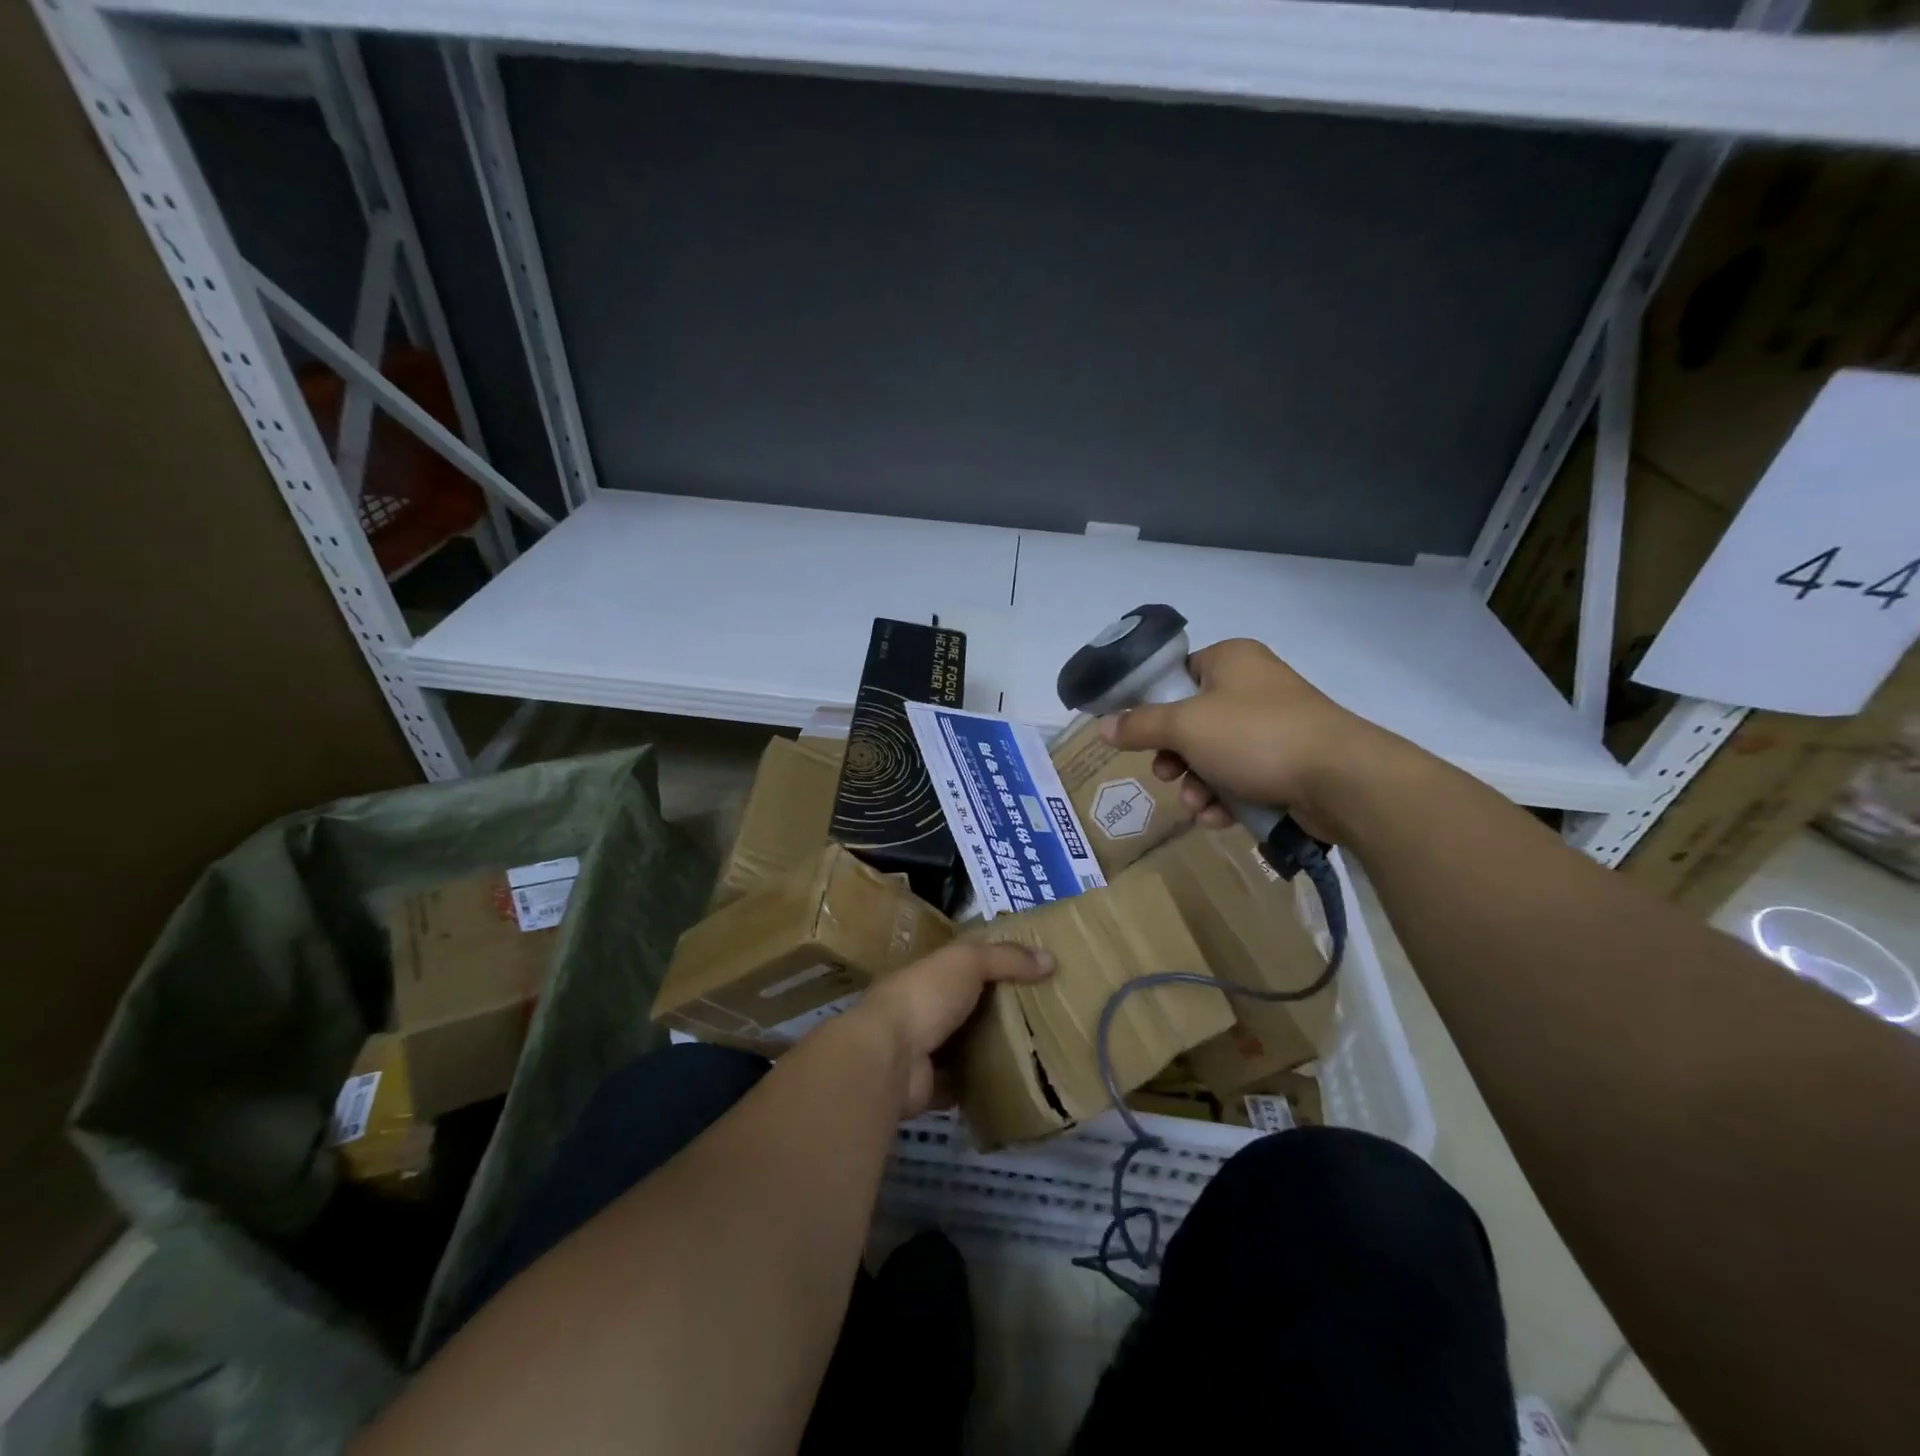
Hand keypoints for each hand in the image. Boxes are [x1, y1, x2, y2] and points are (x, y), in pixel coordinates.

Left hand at [839, 942, 1053, 1117]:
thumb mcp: (967, 962)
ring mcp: (923, 1050)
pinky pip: (962, 1085)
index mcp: (928, 973)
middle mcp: (923, 1009)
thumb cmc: (925, 996)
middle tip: (1044, 1015)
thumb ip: (1006, 958)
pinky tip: (1013, 1085)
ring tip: (1036, 1051)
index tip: (1032, 971)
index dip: (994, 964)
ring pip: (964, 1046)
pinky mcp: (929, 1087)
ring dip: (990, 1049)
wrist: (889, 1057)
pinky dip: (982, 1086)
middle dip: (998, 1010)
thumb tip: (1050, 959)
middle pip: (967, 1006)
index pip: (963, 964)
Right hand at [1101, 638, 1395, 840]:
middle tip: (1167, 775)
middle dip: (1174, 757)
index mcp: (1230, 660)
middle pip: (1191, 720)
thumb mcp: (1185, 727)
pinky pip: (1241, 776)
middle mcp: (1252, 686)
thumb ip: (1141, 725)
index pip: (1177, 674)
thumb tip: (1104, 725)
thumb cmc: (1256, 736)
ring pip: (1214, 754)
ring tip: (1198, 805)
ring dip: (1197, 784)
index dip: (1153, 704)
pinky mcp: (1288, 761)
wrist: (1341, 779)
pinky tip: (1220, 818)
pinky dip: (1225, 797)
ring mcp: (1273, 725)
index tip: (1137, 733)